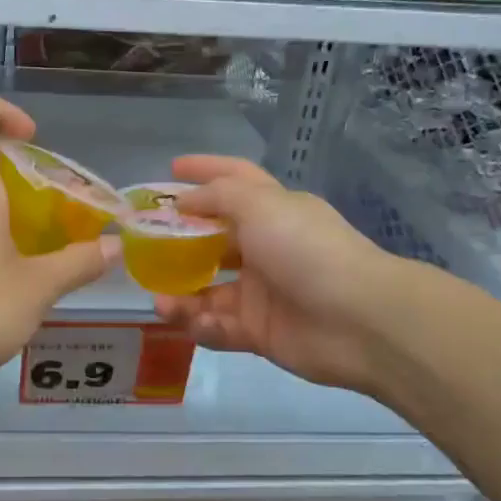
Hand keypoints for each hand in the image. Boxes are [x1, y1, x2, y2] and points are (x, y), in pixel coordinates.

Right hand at [152, 156, 409, 393]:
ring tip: (160, 301)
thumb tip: (185, 201)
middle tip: (143, 249)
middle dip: (178, 244)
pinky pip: (220, 327)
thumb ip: (217, 196)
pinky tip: (192, 322)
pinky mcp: (260, 332)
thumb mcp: (261, 206)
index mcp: (273, 211)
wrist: (357, 319)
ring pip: (209, 290)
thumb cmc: (306, 249)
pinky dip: (203, 326)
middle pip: (212, 241)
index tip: (171, 168)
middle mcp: (265, 248)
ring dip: (181, 295)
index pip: (234, 181)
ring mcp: (262, 293)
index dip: (205, 170)